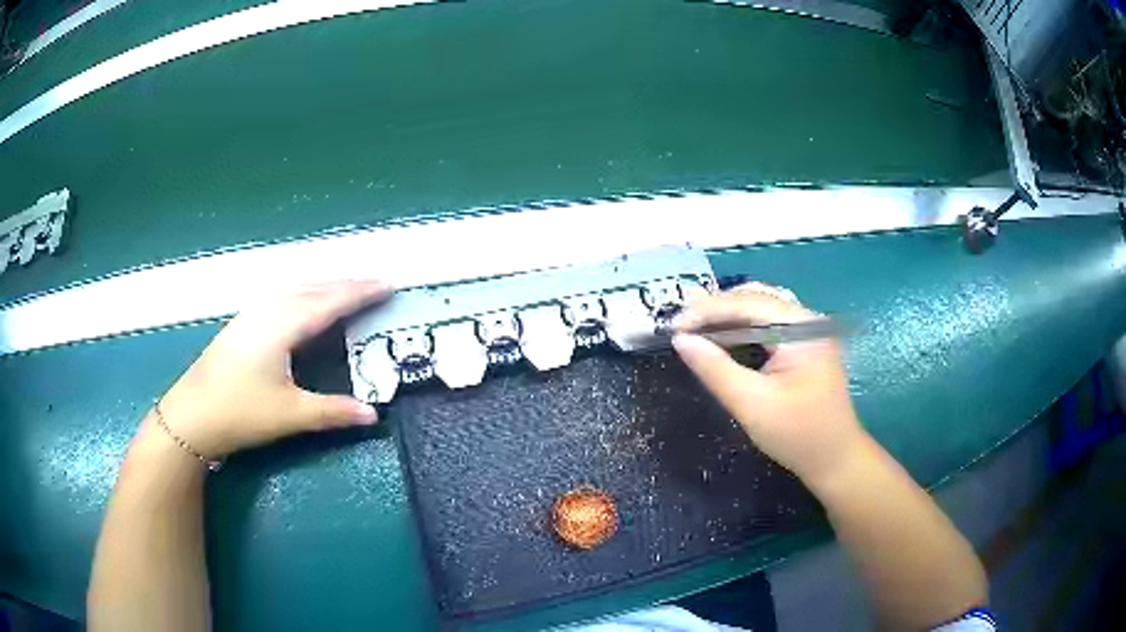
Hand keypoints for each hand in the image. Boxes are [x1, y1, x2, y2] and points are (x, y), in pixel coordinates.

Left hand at [153, 280, 392, 459]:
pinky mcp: (243, 324)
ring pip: (295, 290)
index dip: (360, 292)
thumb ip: (333, 411)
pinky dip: (305, 295)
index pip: (329, 302)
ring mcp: (252, 315)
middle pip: (313, 288)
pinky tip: (305, 305)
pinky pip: (283, 298)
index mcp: (282, 326)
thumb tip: (374, 415)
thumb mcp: (290, 415)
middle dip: (346, 285)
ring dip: (324, 287)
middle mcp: (268, 311)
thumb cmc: (240, 412)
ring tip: (347, 292)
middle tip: (376, 285)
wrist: (191, 415)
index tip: (389, 284)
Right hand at [673, 283, 867, 485]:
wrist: (835, 460)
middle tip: (681, 327)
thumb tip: (680, 340)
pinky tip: (723, 337)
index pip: (748, 304)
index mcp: (802, 328)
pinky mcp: (806, 345)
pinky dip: (743, 328)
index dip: (707, 311)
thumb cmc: (797, 435)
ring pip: (761, 309)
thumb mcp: (751, 404)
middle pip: (755, 299)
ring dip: (728, 316)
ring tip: (695, 328)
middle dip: (716, 310)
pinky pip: (769, 324)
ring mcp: (810, 331)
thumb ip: (715, 369)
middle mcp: (808, 320)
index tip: (674, 326)